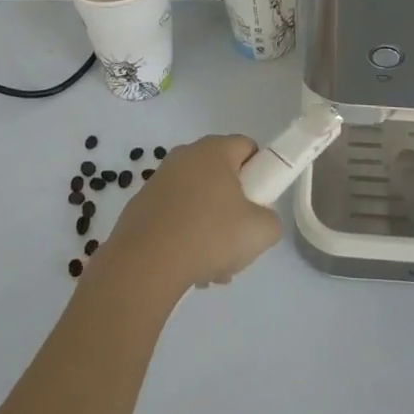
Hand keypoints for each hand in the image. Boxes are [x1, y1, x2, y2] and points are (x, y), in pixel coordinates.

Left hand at [96, 135, 281, 294]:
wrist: (146, 263)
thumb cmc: (209, 235)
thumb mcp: (260, 232)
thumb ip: (271, 220)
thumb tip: (261, 219)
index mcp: (215, 151)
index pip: (247, 147)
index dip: (260, 173)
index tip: (259, 203)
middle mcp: (185, 156)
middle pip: (222, 176)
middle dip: (233, 207)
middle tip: (238, 239)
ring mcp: (160, 179)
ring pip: (198, 200)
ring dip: (209, 228)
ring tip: (212, 266)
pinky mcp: (141, 205)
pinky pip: (174, 215)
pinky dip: (184, 236)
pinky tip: (187, 267)